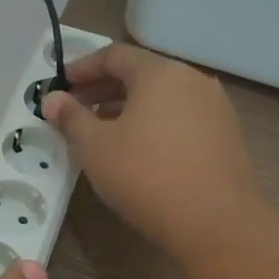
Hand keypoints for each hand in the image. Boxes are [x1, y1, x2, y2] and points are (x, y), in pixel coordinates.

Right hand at [42, 43, 263, 262]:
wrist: (216, 223)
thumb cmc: (145, 176)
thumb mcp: (95, 147)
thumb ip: (71, 118)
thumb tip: (52, 100)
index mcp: (160, 73)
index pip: (115, 55)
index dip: (83, 67)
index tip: (61, 83)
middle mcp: (192, 80)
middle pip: (141, 73)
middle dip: (104, 87)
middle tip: (76, 107)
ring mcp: (215, 107)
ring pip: (162, 96)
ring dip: (128, 106)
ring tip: (102, 130)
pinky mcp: (226, 135)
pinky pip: (180, 116)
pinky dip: (153, 122)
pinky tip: (138, 148)